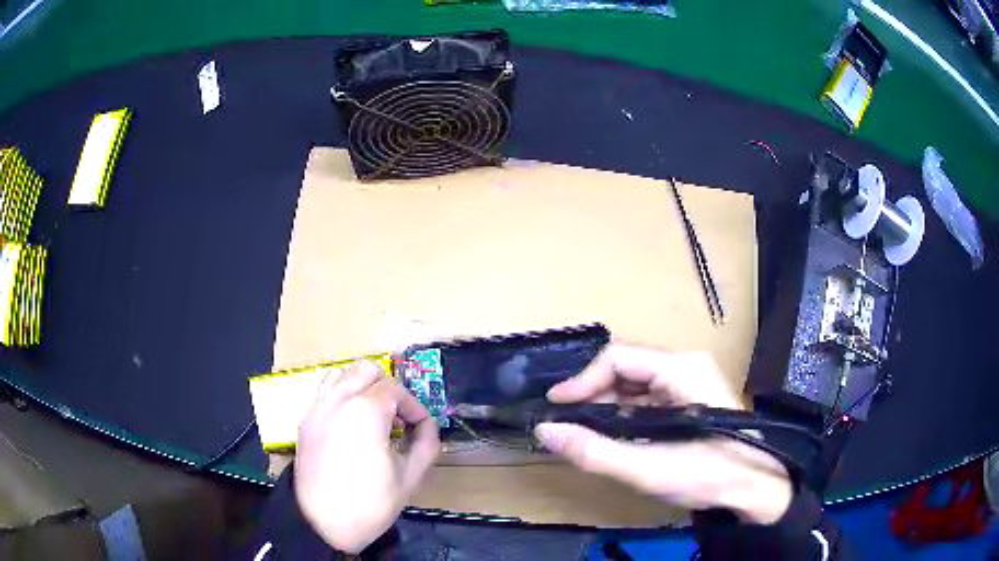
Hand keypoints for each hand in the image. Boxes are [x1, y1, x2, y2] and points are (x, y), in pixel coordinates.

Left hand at [294, 360, 439, 552]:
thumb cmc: (370, 503)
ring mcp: (316, 409)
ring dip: (362, 388)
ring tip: (374, 419)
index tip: (420, 427)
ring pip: (341, 375)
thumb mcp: (410, 477)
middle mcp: (336, 400)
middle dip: (387, 387)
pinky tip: (352, 430)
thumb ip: (425, 443)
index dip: (414, 405)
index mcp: (364, 411)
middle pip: (366, 370)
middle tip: (397, 417)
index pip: (395, 389)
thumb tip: (427, 425)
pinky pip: (326, 394)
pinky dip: (343, 399)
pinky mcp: (305, 422)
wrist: (321, 524)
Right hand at [534, 344, 792, 523]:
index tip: (556, 406)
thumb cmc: (707, 473)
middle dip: (594, 394)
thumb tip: (546, 430)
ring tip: (587, 432)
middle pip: (626, 367)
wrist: (754, 486)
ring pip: (636, 383)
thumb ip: (593, 450)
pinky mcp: (691, 398)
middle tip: (569, 423)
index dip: (582, 380)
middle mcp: (686, 365)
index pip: (617, 358)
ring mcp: (691, 381)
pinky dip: (626, 414)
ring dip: (608, 405)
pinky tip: (617, 435)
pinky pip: (649, 397)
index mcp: (680, 368)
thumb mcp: (646, 467)